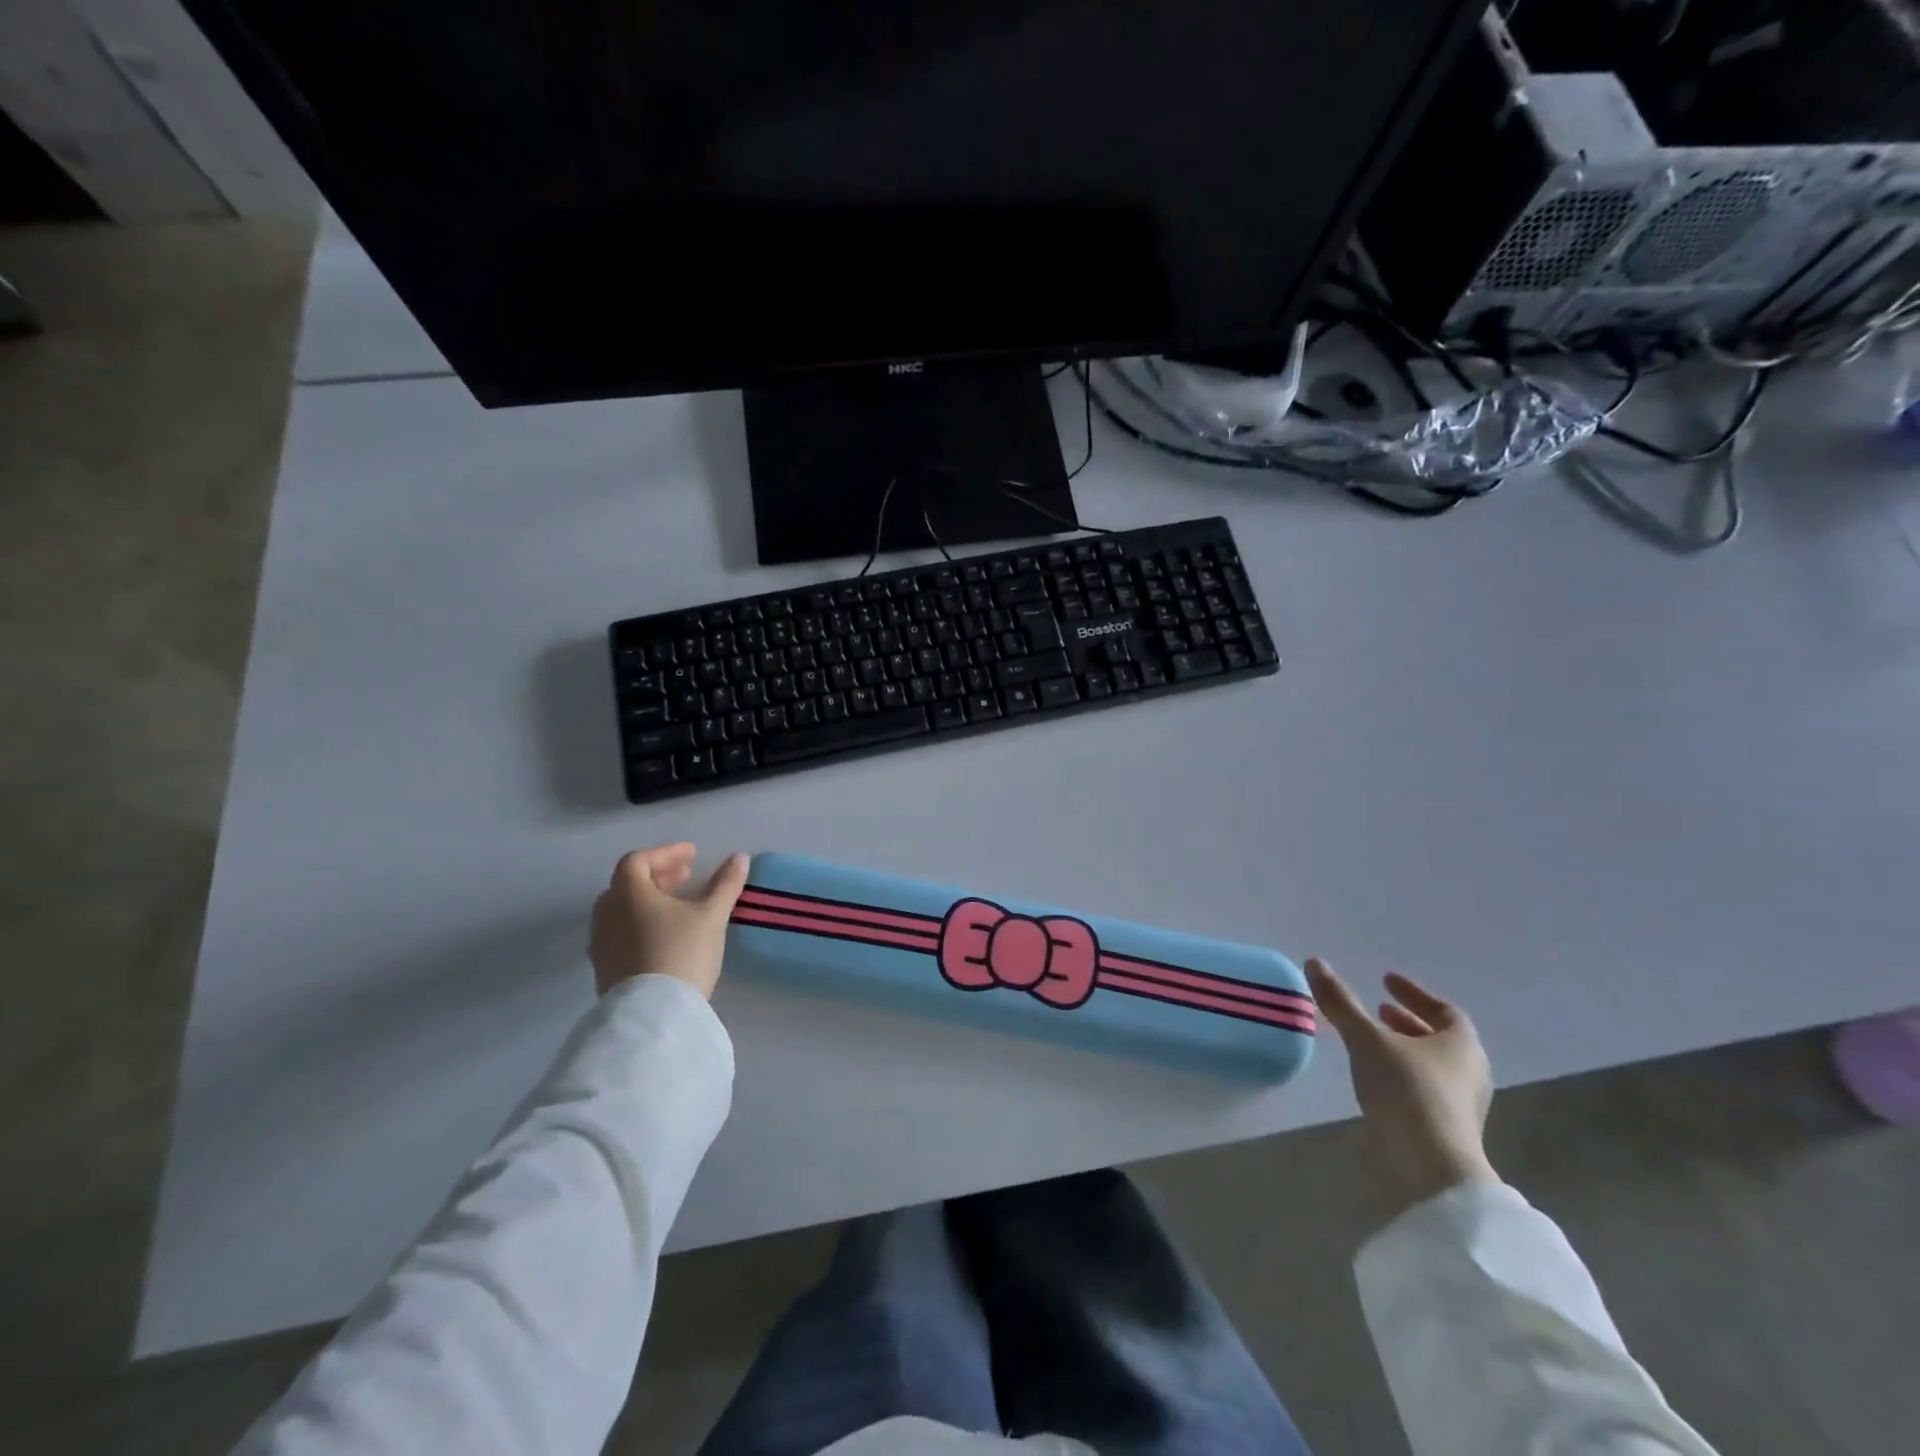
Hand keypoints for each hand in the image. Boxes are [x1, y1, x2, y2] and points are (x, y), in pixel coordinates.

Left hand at [590, 843, 749, 998]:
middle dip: (657, 876)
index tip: (693, 855)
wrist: (653, 1015)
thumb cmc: (682, 953)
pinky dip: (640, 924)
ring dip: (648, 902)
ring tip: (677, 907)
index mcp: (628, 894)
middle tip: (686, 877)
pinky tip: (664, 937)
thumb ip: (725, 884)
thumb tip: (740, 857)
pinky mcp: (604, 970)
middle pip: (626, 884)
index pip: (638, 860)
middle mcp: (606, 915)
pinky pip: (620, 935)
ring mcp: (601, 945)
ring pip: (621, 911)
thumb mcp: (712, 916)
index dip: (666, 853)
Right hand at [1306, 958, 1497, 1222]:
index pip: (1444, 1010)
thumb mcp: (1366, 1040)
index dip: (1414, 993)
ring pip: (1431, 1065)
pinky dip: (1400, 1074)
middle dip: (1407, 1021)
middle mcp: (1469, 1072)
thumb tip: (1315, 962)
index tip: (1385, 980)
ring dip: (1403, 1048)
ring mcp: (1460, 1105)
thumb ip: (1341, 1003)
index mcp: (1462, 1045)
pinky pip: (1423, 1089)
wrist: (1430, 1169)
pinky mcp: (1445, 1130)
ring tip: (1370, 1041)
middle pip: (1440, 1038)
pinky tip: (1373, 1076)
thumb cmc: (1406, 1091)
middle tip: (1378, 1009)